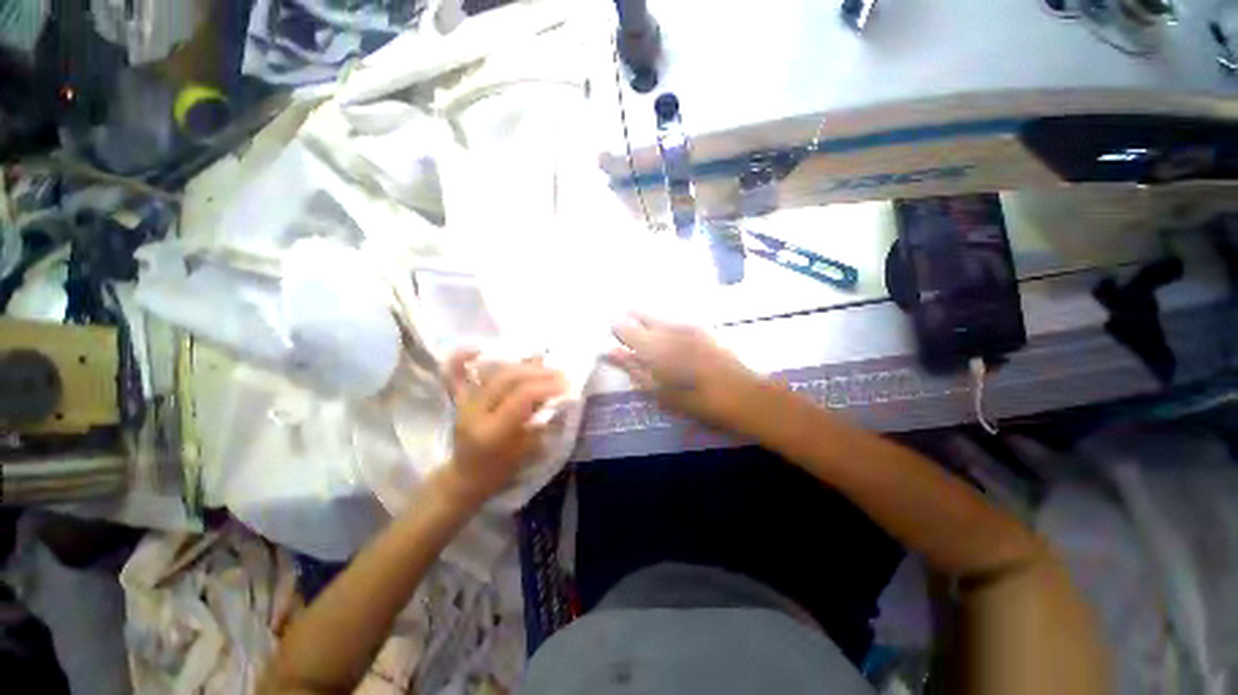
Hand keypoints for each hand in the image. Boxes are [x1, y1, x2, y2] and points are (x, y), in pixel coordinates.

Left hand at [441, 351, 566, 505]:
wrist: (465, 478)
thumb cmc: (499, 471)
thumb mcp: (525, 452)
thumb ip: (540, 423)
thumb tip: (556, 398)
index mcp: (492, 431)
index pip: (520, 397)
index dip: (545, 386)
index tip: (566, 384)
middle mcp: (475, 413)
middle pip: (507, 379)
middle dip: (537, 372)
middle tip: (559, 373)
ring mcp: (464, 404)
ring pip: (492, 372)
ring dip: (519, 364)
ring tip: (541, 361)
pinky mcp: (459, 400)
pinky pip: (455, 376)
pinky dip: (460, 360)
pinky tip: (475, 348)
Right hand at [609, 313, 759, 429]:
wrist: (739, 393)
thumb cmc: (694, 399)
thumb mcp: (657, 390)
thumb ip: (632, 368)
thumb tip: (609, 351)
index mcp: (652, 346)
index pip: (625, 327)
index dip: (615, 326)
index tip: (610, 329)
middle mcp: (667, 328)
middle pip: (641, 314)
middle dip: (630, 317)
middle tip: (624, 325)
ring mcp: (685, 324)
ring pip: (658, 314)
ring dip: (646, 317)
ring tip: (641, 324)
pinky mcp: (701, 326)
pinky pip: (674, 318)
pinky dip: (664, 321)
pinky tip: (666, 331)